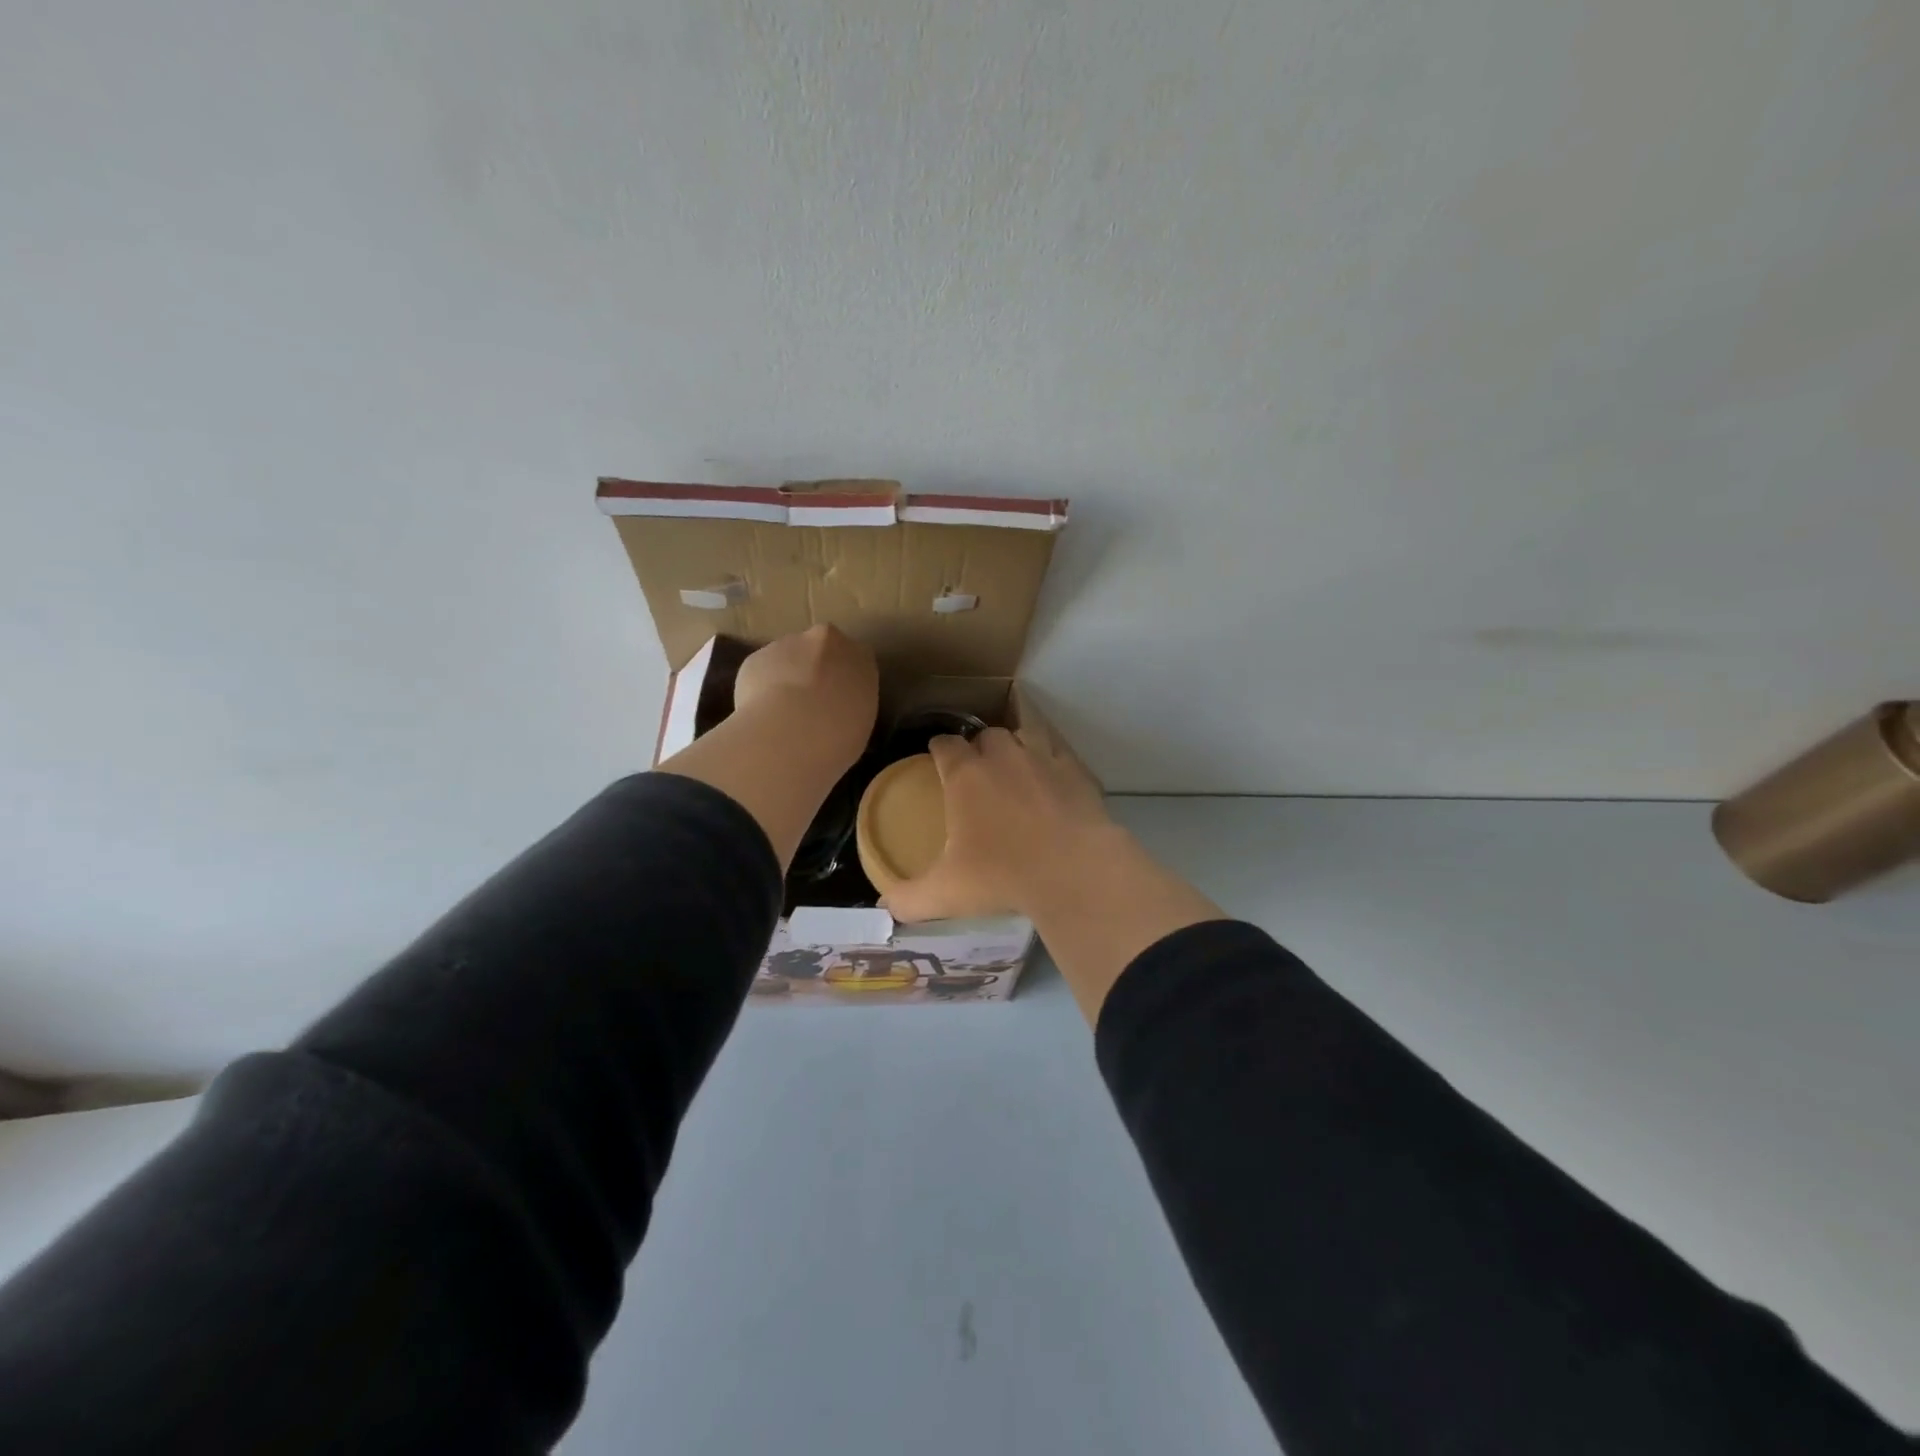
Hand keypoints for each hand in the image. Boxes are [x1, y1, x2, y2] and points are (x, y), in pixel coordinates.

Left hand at [733, 625, 878, 775]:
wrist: (790, 733)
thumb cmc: (839, 736)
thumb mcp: (860, 727)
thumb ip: (850, 709)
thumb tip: (836, 715)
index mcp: (861, 658)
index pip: (857, 662)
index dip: (844, 681)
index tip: (838, 702)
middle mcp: (827, 641)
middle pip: (821, 651)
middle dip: (815, 672)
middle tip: (809, 707)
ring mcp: (788, 644)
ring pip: (787, 659)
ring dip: (786, 679)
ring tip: (781, 716)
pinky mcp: (756, 657)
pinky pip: (761, 673)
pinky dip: (760, 690)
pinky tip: (761, 716)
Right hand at [881, 720, 1119, 921]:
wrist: (1073, 871)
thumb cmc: (1002, 876)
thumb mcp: (946, 894)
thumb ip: (908, 899)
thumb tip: (884, 909)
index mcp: (965, 776)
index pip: (945, 745)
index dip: (939, 748)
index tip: (938, 757)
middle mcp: (1002, 756)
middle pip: (986, 735)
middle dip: (979, 747)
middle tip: (979, 772)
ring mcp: (1042, 758)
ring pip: (1023, 734)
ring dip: (1015, 745)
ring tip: (1016, 767)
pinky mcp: (1076, 770)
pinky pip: (1059, 750)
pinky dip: (1052, 758)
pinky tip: (1052, 775)